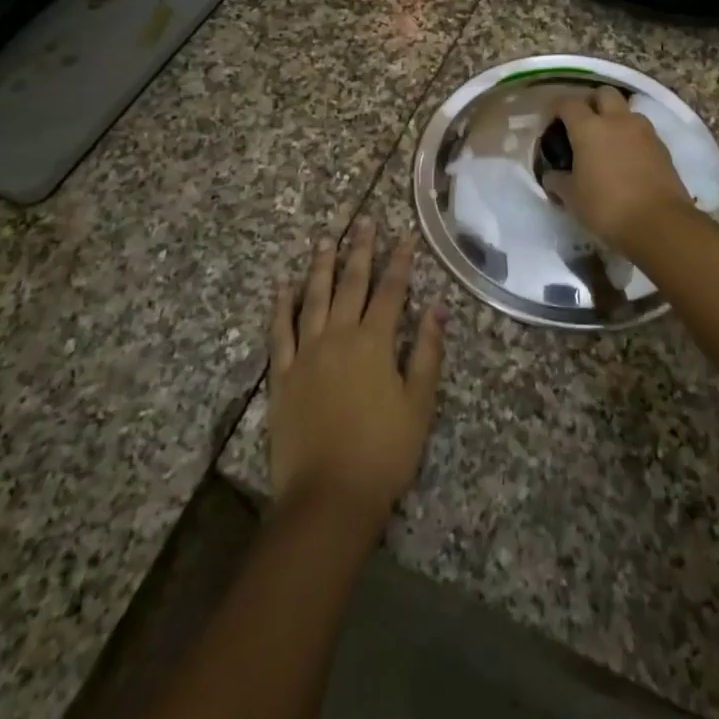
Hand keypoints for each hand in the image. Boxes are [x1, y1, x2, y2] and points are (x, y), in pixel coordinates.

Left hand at [269, 219, 446, 530]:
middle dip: (360, 250)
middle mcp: (339, 336)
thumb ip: (427, 352)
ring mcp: (307, 353)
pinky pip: (280, 330)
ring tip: (325, 238)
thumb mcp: (419, 404)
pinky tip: (283, 285)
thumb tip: (439, 308)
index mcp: (375, 342)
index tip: (405, 235)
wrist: (328, 497)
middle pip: (351, 283)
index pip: (391, 290)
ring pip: (314, 297)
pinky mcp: (283, 374)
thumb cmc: (383, 453)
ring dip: (321, 266)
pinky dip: (281, 305)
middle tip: (363, 221)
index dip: (400, 261)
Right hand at [546, 87, 695, 246]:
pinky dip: (631, 137)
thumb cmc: (606, 207)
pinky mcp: (662, 147)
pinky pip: (642, 131)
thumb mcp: (571, 197)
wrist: (659, 223)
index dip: (555, 109)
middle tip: (581, 124)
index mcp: (589, 127)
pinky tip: (626, 159)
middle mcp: (617, 120)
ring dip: (614, 118)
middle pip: (603, 93)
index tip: (549, 123)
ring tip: (606, 143)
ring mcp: (644, 131)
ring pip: (626, 110)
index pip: (567, 103)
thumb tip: (552, 175)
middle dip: (590, 102)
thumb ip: (557, 180)